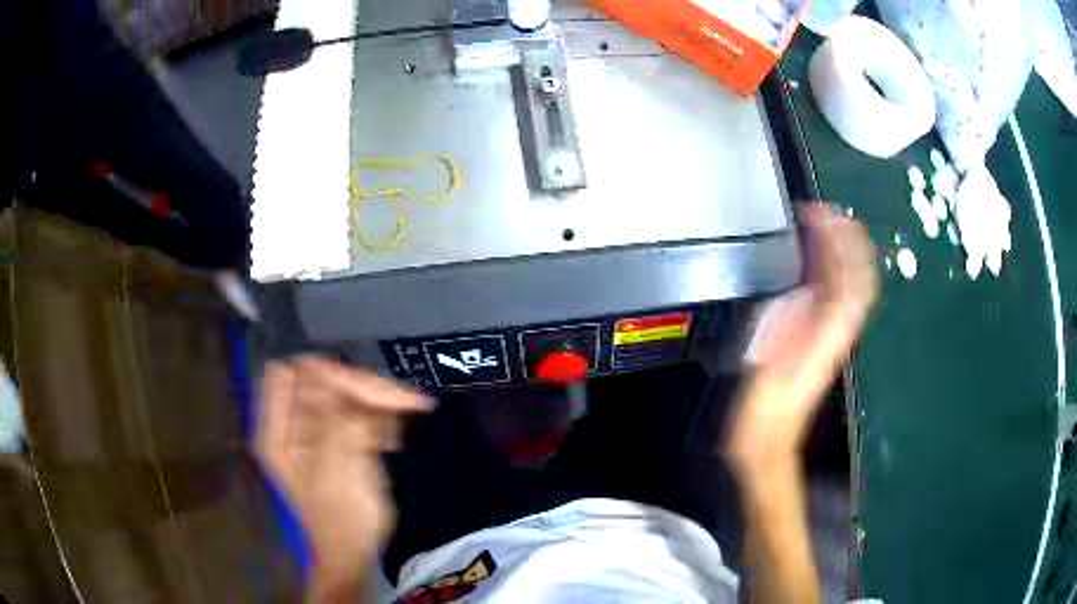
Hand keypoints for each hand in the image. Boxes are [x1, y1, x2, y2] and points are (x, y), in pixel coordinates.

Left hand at [256, 357, 431, 599]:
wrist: (354, 555)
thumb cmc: (340, 524)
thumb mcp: (334, 477)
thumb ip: (334, 427)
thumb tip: (340, 378)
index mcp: (277, 432)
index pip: (287, 375)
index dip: (322, 374)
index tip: (360, 390)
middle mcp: (295, 424)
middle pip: (322, 380)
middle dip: (360, 386)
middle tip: (402, 401)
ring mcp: (319, 429)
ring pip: (346, 391)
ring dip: (378, 398)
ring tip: (412, 410)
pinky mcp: (341, 436)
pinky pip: (360, 409)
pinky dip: (382, 414)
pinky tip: (396, 434)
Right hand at [733, 204, 877, 453]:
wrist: (771, 437)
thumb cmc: (765, 408)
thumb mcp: (769, 362)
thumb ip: (790, 323)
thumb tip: (806, 287)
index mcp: (827, 336)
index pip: (848, 281)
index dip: (839, 244)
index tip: (822, 216)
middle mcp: (838, 332)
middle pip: (859, 280)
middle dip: (848, 242)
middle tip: (830, 212)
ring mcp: (833, 336)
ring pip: (853, 287)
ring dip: (846, 254)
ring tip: (831, 226)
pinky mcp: (824, 339)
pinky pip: (839, 298)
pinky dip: (835, 273)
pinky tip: (823, 260)